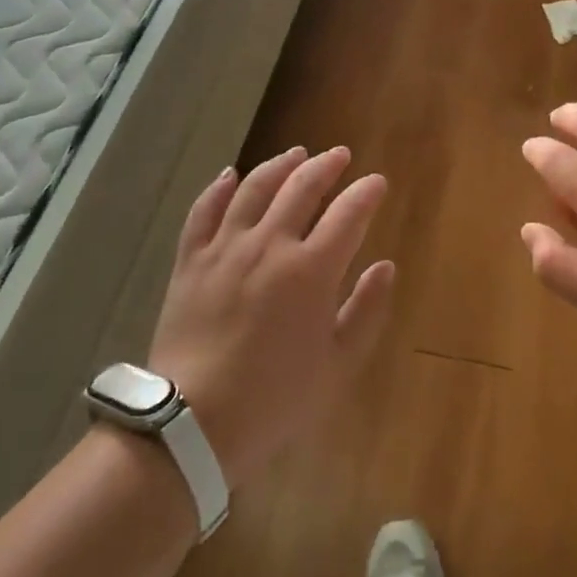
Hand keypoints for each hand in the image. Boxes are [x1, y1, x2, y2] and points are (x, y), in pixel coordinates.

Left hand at [148, 146, 394, 489]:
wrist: (193, 423)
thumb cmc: (275, 400)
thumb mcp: (338, 365)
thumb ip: (366, 310)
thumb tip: (385, 266)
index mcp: (312, 270)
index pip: (348, 213)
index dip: (366, 192)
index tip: (377, 182)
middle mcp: (270, 244)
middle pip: (302, 187)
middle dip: (326, 166)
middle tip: (339, 156)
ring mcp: (226, 248)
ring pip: (255, 188)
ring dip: (280, 165)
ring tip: (296, 154)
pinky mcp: (191, 260)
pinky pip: (204, 211)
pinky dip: (219, 188)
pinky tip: (230, 174)